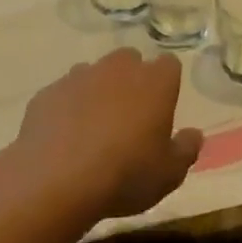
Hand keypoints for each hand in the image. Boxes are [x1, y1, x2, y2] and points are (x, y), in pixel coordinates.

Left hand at [13, 49, 203, 219]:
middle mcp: (119, 68)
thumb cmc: (125, 174)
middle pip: (130, 61)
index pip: (170, 65)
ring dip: (97, 92)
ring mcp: (80, 76)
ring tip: (93, 128)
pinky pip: (63, 94)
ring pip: (94, 74)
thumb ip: (186, 150)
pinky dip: (66, 108)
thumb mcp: (169, 174)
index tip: (162, 107)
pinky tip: (63, 138)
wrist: (55, 181)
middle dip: (131, 80)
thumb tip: (193, 135)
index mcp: (156, 82)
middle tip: (128, 116)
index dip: (167, 83)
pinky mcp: (48, 93)